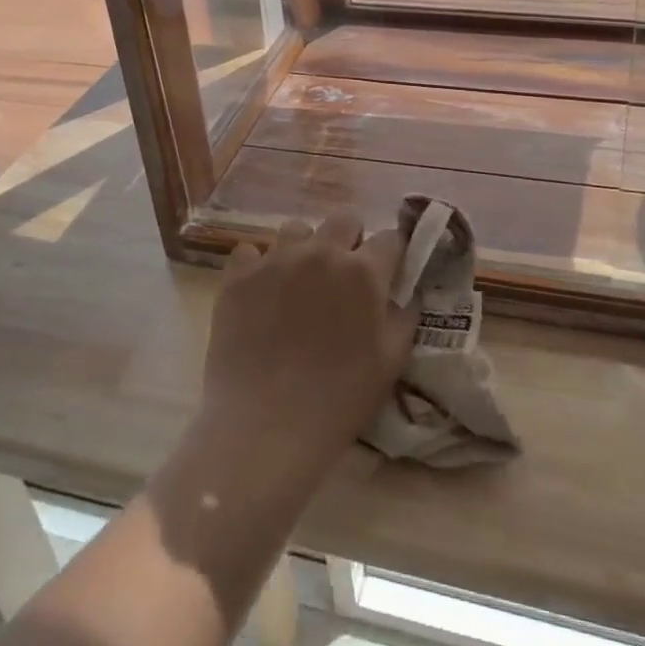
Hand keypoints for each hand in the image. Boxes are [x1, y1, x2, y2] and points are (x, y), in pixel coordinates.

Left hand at [200, 212, 414, 468]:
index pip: (391, 238)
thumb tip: (405, 289)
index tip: (388, 270)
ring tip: (298, 282)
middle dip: (350, 238)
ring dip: (304, 248)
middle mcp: (321, 252)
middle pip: (344, 218)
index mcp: (363, 272)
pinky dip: (258, 266)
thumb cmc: (339, 399)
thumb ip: (405, 314)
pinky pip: (251, 251)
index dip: (392, 253)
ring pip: (297, 229)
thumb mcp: (392, 361)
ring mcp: (276, 259)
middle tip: (343, 273)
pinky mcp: (239, 275)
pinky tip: (261, 294)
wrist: (265, 426)